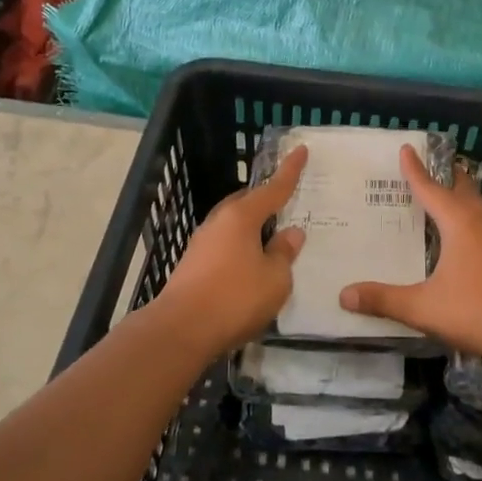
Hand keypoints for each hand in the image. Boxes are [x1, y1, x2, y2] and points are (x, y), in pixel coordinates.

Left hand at [155, 145, 307, 355]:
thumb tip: (290, 234)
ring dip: (252, 228)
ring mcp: (201, 243)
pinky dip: (240, 248)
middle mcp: (219, 222)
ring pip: (233, 226)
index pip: (273, 188)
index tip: (301, 150)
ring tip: (271, 239)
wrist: (180, 331)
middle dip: (266, 201)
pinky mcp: (192, 266)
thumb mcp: (274, 279)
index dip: (290, 171)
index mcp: (241, 216)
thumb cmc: (235, 298)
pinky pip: (224, 246)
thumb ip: (284, 253)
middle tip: (286, 204)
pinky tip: (250, 266)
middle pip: (247, 203)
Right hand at [339, 146, 481, 358]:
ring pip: (475, 203)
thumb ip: (384, 300)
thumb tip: (344, 295)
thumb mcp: (423, 307)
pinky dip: (468, 214)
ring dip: (458, 194)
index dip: (415, 170)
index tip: (407, 148)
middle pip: (460, 186)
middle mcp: (480, 221)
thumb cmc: (476, 311)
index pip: (430, 188)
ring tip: (441, 195)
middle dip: (443, 174)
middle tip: (425, 165)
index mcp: (459, 223)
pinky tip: (461, 234)